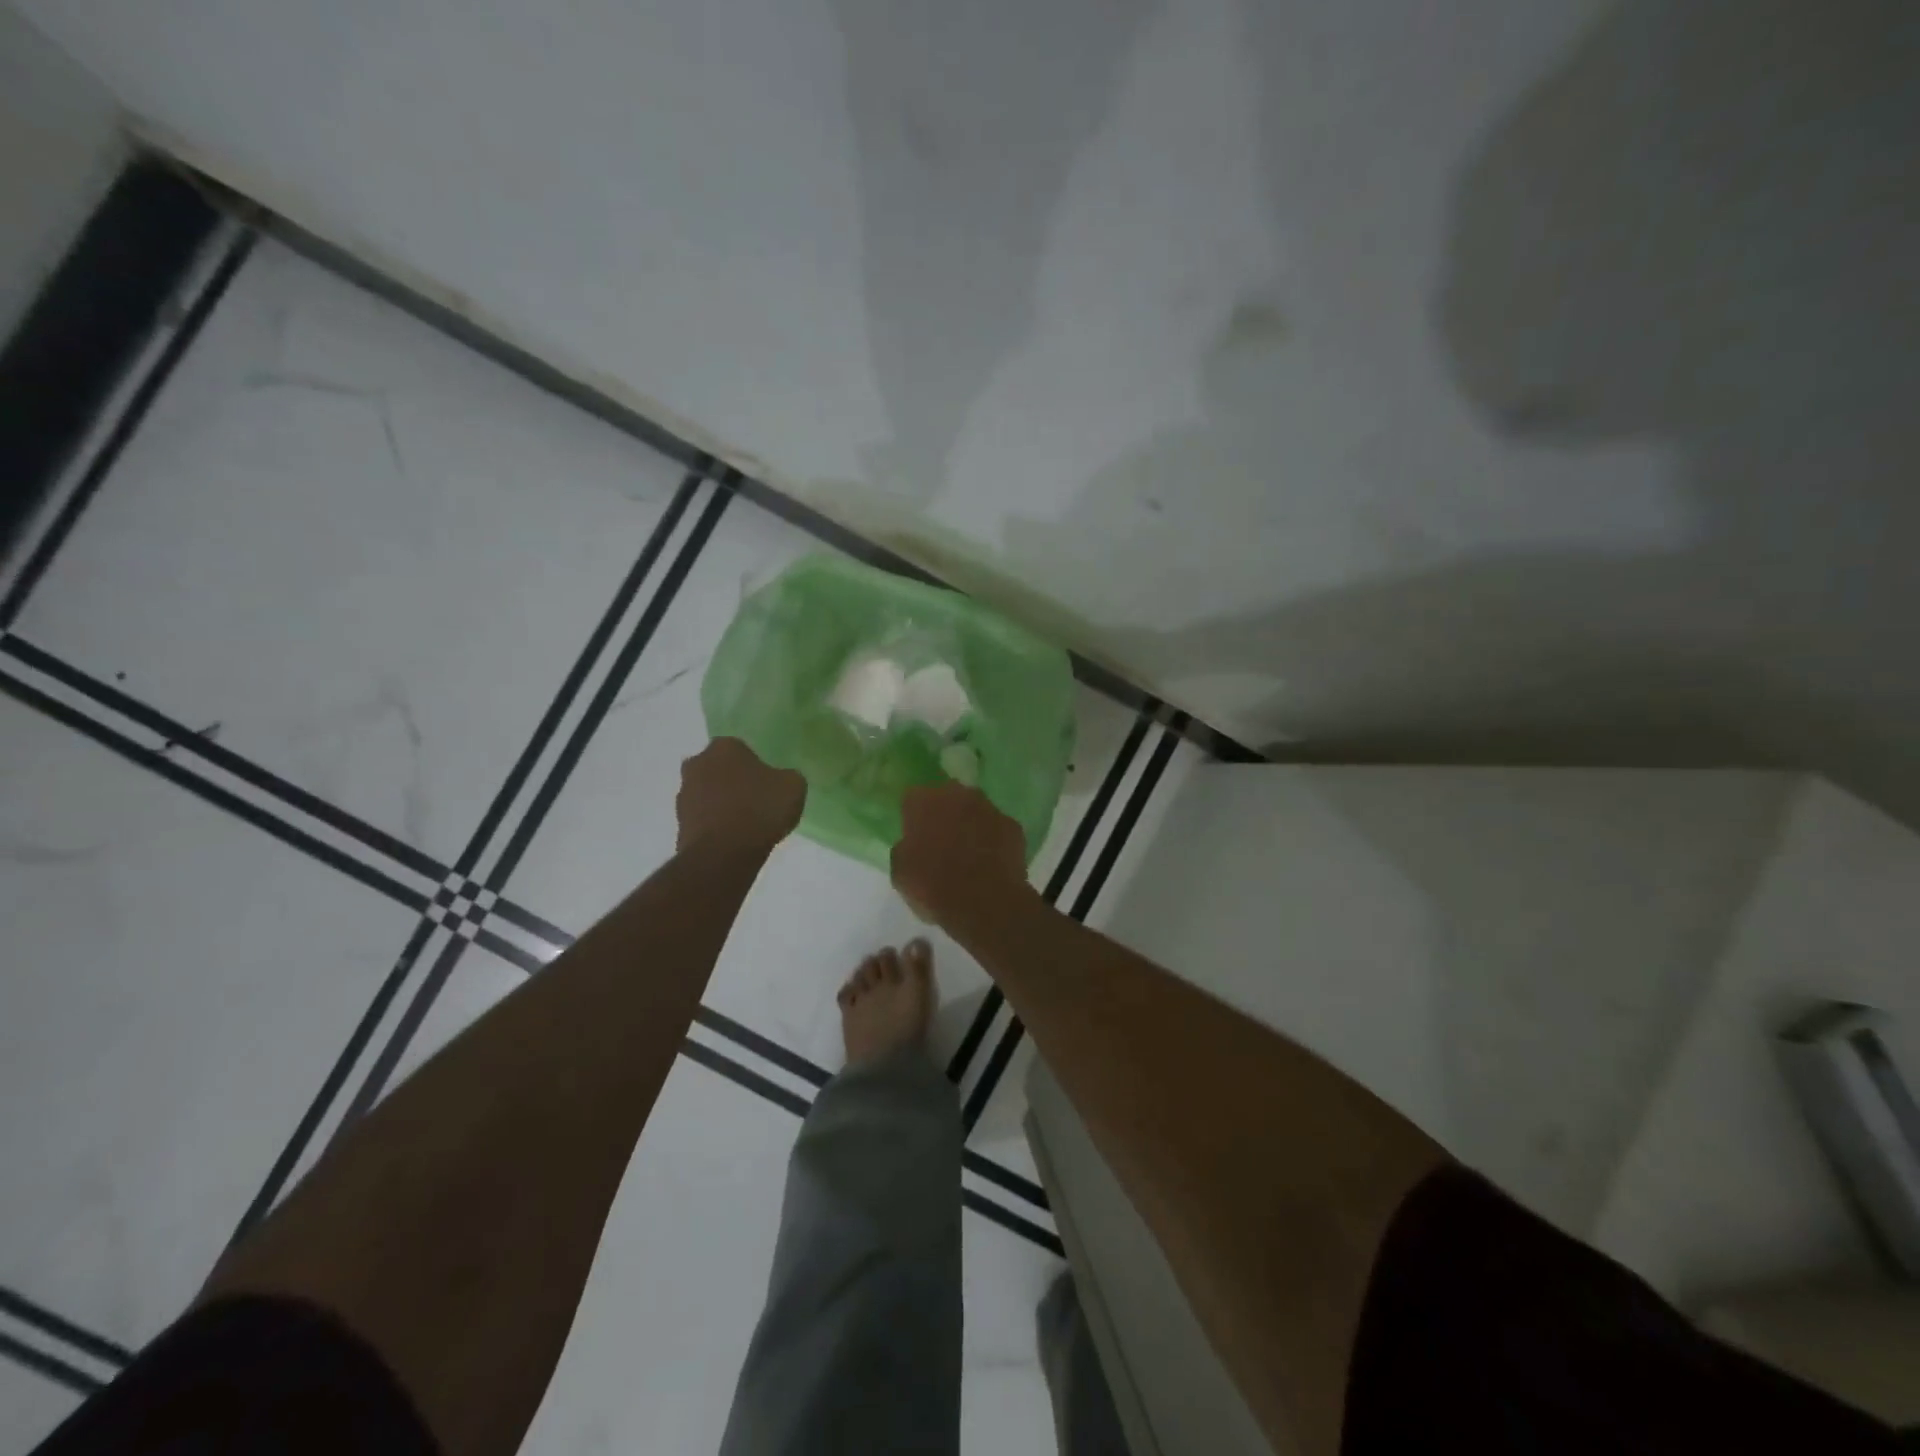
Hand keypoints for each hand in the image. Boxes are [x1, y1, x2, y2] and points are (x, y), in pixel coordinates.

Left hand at [677, 738, 805, 853]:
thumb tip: (780, 781)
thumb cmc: (761, 809)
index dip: (756, 766)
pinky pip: (703, 819)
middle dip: (733, 782)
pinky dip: (715, 826)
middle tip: (756, 801)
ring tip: (746, 825)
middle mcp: (698, 764)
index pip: (741, 749)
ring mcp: (684, 795)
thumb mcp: (794, 786)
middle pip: (719, 769)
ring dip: (722, 804)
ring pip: (708, 794)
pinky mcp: (679, 824)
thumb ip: (786, 777)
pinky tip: (733, 840)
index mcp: (724, 747)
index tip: (768, 784)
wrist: (724, 853)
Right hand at [891, 783, 1029, 926]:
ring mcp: (989, 808)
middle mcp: (957, 795)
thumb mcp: (901, 873)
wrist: (986, 903)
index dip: (913, 815)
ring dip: (970, 824)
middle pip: (947, 797)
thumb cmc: (934, 886)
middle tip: (941, 840)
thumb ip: (904, 848)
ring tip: (968, 852)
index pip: (913, 797)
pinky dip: (993, 839)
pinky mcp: (1013, 825)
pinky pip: (997, 828)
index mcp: (924, 801)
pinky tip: (990, 861)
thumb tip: (910, 844)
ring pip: (975, 809)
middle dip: (944, 813)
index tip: (914, 834)